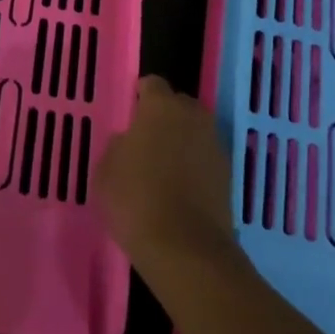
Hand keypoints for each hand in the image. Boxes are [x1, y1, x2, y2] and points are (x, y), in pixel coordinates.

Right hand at [97, 76, 238, 281]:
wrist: (185, 248)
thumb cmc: (136, 200)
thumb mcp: (106, 169)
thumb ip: (119, 145)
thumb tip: (131, 142)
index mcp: (161, 106)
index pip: (151, 84)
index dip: (139, 96)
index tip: (129, 114)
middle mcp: (193, 116)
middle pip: (178, 105)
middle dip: (164, 116)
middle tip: (145, 140)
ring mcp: (215, 145)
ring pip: (195, 131)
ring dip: (181, 141)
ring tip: (163, 166)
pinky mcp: (228, 175)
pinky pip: (205, 158)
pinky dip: (195, 165)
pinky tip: (180, 188)